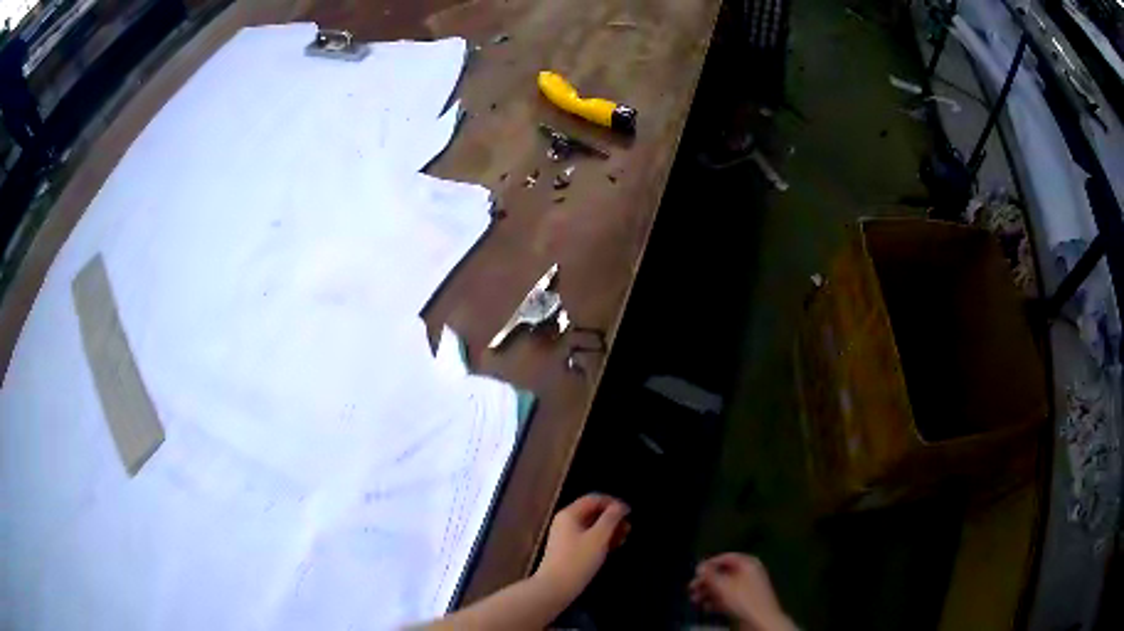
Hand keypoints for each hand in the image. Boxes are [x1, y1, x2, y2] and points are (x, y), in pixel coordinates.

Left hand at [534, 494, 630, 600]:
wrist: (555, 587)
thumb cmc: (578, 560)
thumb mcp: (598, 537)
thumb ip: (611, 518)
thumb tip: (621, 506)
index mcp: (570, 514)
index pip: (594, 499)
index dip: (613, 503)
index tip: (630, 513)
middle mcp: (566, 521)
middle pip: (593, 512)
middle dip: (612, 518)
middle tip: (629, 529)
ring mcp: (565, 536)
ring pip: (592, 526)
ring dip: (609, 530)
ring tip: (624, 539)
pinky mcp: (568, 550)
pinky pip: (588, 538)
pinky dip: (601, 540)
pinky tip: (613, 548)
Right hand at [688, 553, 794, 630]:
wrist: (760, 620)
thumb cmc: (744, 600)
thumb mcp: (723, 585)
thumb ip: (710, 574)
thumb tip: (701, 566)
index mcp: (748, 563)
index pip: (725, 558)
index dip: (709, 564)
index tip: (696, 572)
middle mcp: (750, 572)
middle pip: (724, 573)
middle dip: (706, 581)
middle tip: (692, 588)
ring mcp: (749, 587)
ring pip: (725, 586)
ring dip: (709, 592)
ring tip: (696, 599)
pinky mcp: (747, 600)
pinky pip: (729, 596)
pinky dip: (717, 600)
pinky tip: (707, 607)